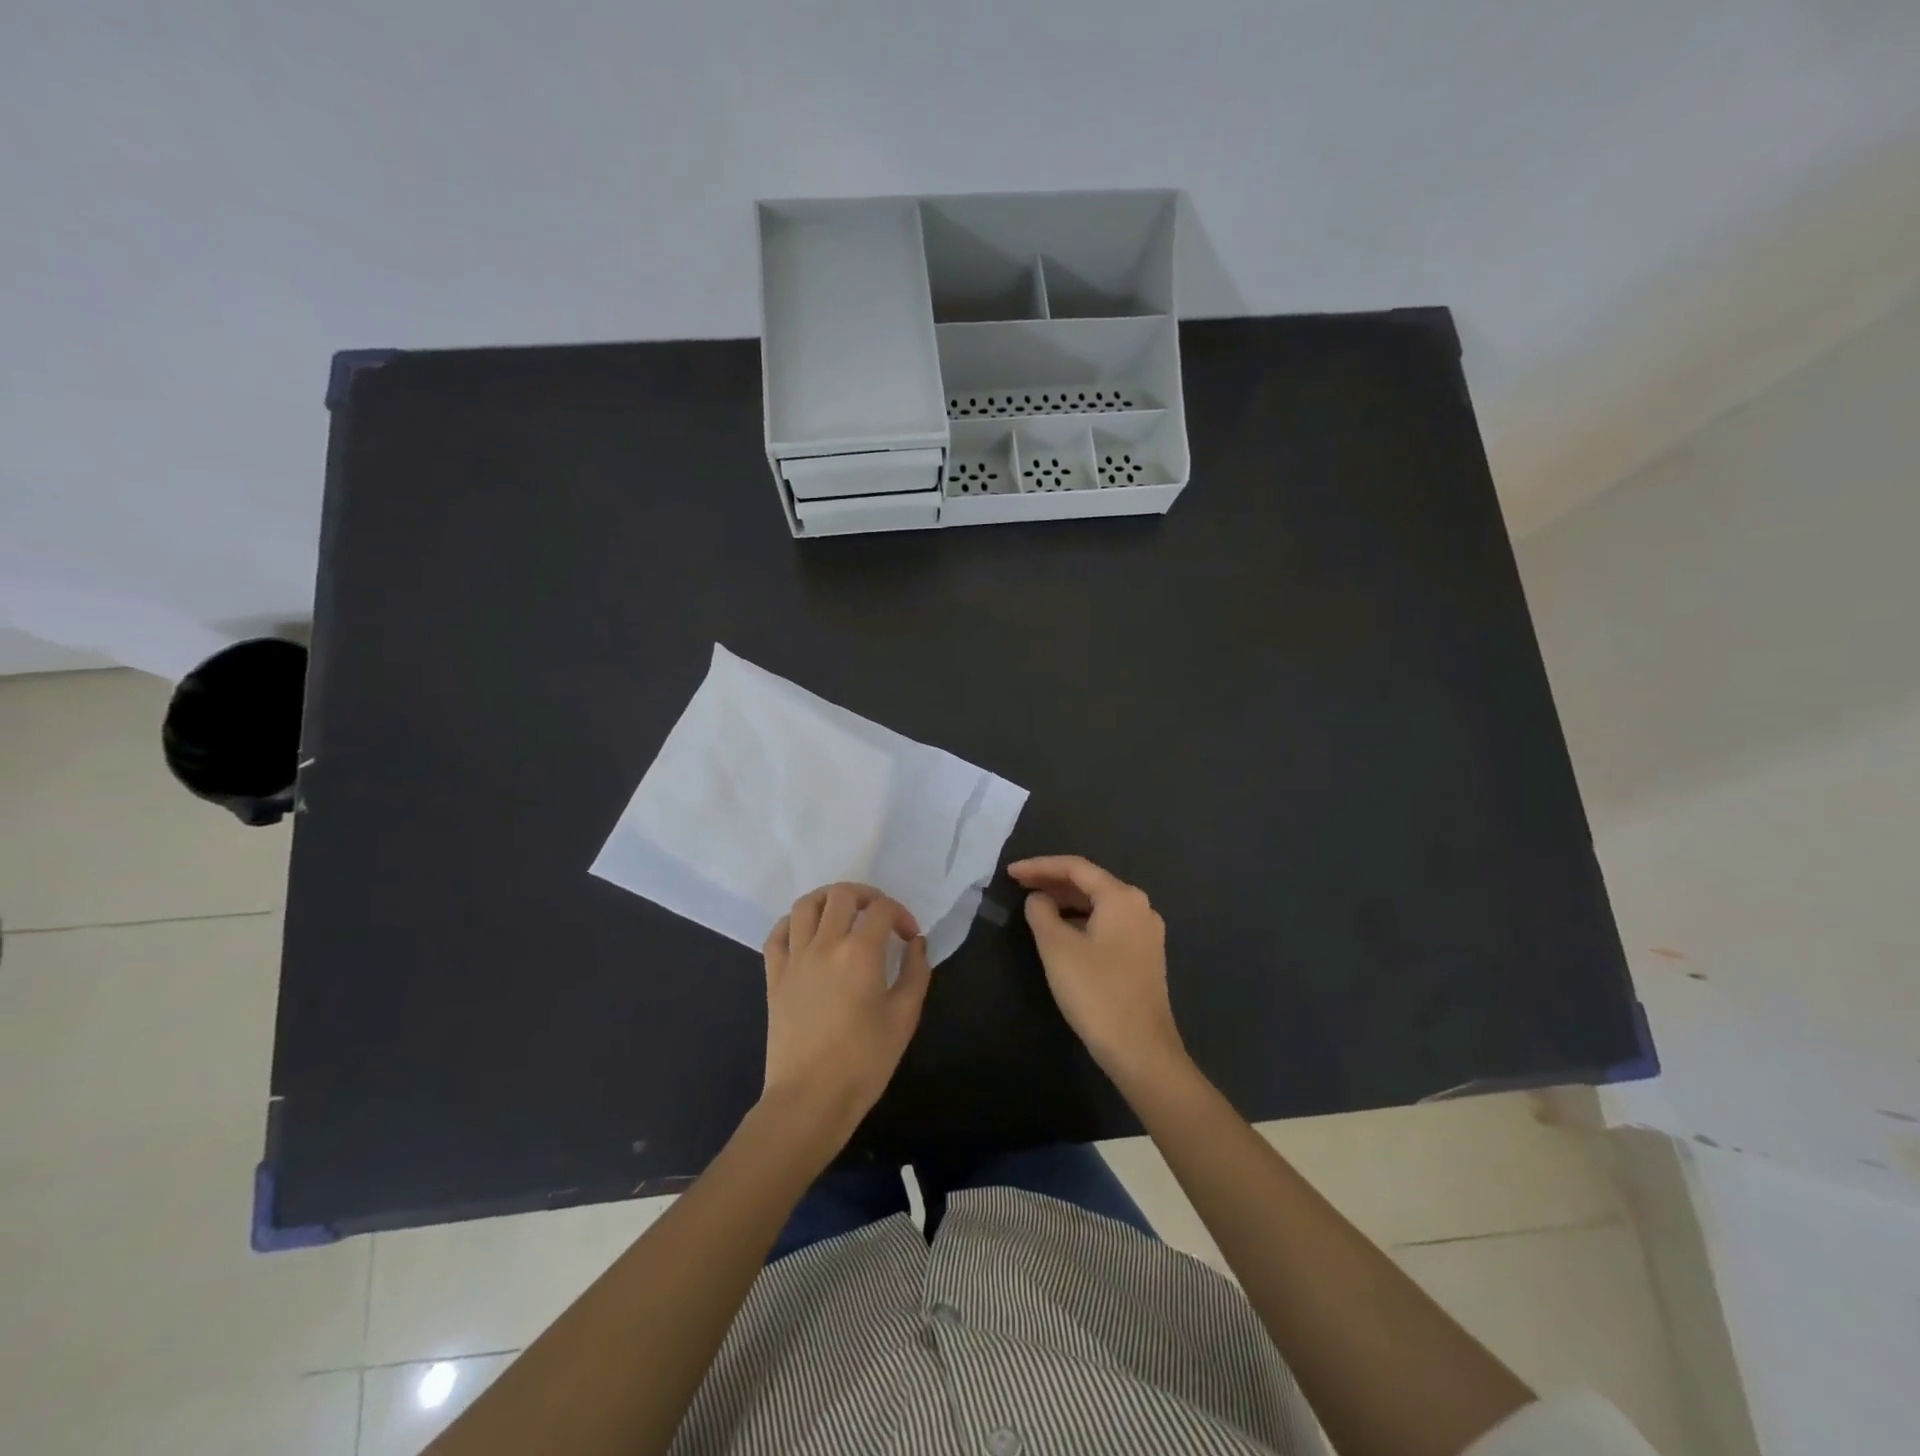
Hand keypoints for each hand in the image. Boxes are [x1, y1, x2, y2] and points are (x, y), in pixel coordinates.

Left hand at [760, 883, 930, 1148]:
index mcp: (860, 952)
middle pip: (842, 894)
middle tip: (879, 916)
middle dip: (867, 896)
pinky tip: (807, 933)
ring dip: (828, 899)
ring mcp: (795, 958)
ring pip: (806, 904)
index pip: (882, 909)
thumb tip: (916, 944)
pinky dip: (793, 923)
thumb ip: (916, 972)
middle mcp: (825, 944)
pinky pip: (777, 934)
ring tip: (843, 914)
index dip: (901, 915)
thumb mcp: (905, 1017)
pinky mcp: (774, 976)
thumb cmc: (864, 1061)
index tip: (909, 938)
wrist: (810, 1099)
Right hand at [1008, 855, 1186, 1086]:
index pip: (1075, 867)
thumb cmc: (1096, 992)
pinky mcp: (1144, 955)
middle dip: (1053, 881)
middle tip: (1018, 885)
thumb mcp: (1057, 949)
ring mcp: (1146, 932)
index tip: (1010, 872)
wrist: (1141, 1050)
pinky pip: (1108, 923)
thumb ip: (1041, 913)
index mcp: (1121, 897)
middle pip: (1090, 883)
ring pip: (1099, 904)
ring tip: (1035, 906)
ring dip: (1066, 902)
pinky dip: (1082, 920)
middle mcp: (1139, 907)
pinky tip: (1062, 931)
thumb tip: (1038, 899)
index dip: (1039, 866)